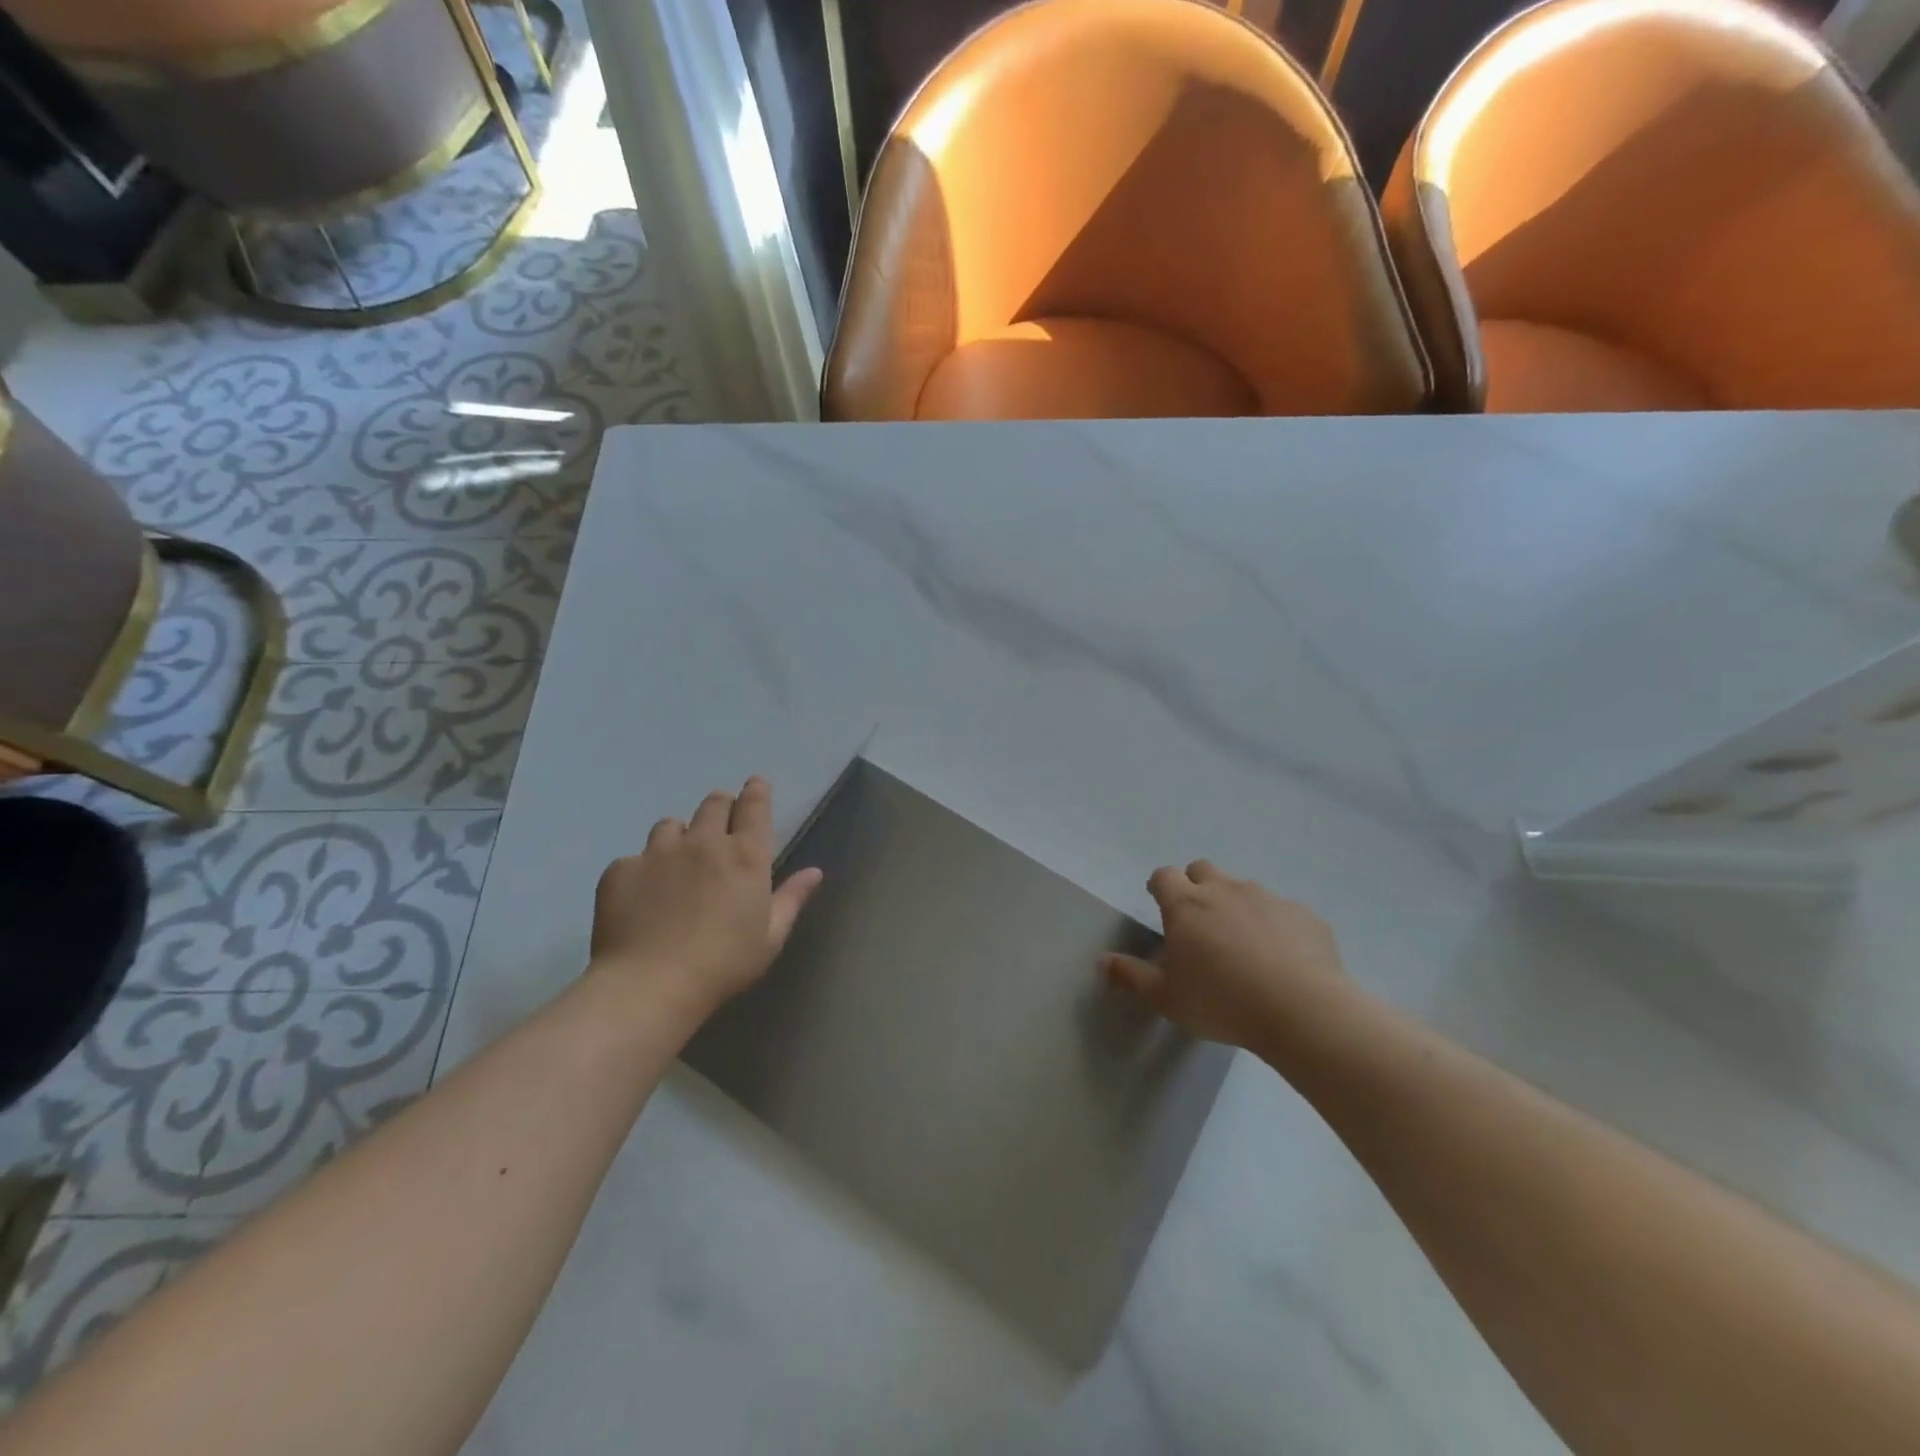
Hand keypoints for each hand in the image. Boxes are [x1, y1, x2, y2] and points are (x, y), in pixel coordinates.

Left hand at [590, 777, 823, 1020]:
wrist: (649, 986)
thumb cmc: (723, 965)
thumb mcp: (770, 937)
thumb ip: (791, 899)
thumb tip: (815, 872)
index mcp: (745, 856)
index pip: (754, 806)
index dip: (756, 791)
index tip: (755, 786)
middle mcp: (704, 842)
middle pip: (713, 803)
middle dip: (721, 806)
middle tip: (720, 826)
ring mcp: (658, 852)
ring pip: (670, 825)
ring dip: (679, 836)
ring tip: (677, 863)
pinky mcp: (621, 869)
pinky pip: (634, 858)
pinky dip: (642, 871)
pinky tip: (642, 898)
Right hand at [1102, 861, 1344, 1048]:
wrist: (1303, 1010)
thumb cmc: (1222, 1002)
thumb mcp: (1167, 997)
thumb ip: (1131, 976)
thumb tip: (1102, 962)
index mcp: (1186, 905)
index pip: (1164, 876)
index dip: (1160, 886)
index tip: (1160, 903)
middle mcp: (1225, 890)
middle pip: (1203, 870)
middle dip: (1196, 886)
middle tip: (1199, 921)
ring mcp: (1267, 898)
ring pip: (1243, 888)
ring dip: (1236, 905)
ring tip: (1242, 943)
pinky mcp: (1304, 914)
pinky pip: (1282, 911)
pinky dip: (1275, 925)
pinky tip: (1282, 958)